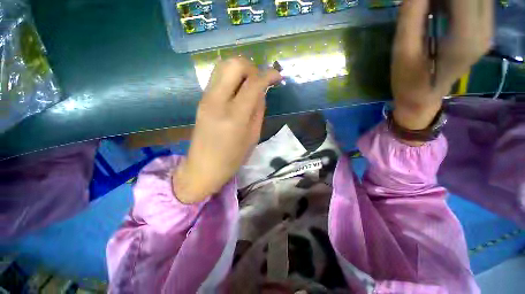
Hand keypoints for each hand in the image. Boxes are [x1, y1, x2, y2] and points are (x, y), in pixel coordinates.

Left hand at [173, 57, 281, 203]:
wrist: (202, 167)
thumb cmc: (232, 158)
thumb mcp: (253, 137)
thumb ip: (258, 111)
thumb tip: (261, 92)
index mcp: (235, 116)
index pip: (253, 84)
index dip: (268, 75)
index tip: (278, 76)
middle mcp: (217, 101)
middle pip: (233, 64)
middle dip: (252, 67)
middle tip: (260, 81)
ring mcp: (206, 99)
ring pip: (222, 66)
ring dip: (240, 70)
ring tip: (249, 84)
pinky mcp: (201, 100)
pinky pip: (217, 78)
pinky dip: (231, 77)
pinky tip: (238, 91)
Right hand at [391, 0, 492, 130]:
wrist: (422, 99)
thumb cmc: (408, 81)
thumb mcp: (403, 50)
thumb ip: (411, 15)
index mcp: (466, 38)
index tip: (417, 0)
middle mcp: (485, 31)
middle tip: (423, 4)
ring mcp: (487, 31)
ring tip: (429, 6)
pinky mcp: (483, 31)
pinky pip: (476, 2)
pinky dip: (457, 1)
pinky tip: (438, 5)